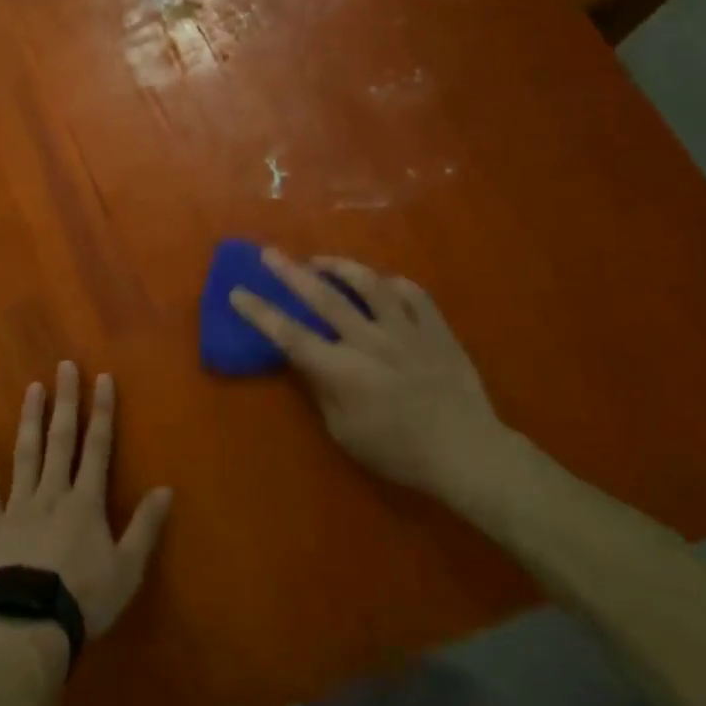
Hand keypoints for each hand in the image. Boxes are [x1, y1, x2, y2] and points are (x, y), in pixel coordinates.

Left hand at [0, 361, 174, 638]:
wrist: (30, 625)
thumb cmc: (84, 598)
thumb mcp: (127, 568)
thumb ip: (145, 526)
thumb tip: (167, 488)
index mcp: (85, 501)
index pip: (98, 447)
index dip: (102, 411)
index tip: (102, 378)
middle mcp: (52, 492)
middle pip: (61, 439)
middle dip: (65, 401)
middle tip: (64, 366)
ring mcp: (18, 505)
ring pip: (26, 453)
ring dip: (30, 419)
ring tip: (32, 388)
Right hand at [228, 250, 512, 498]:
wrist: (467, 453)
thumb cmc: (398, 452)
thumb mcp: (345, 432)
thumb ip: (323, 390)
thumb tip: (306, 360)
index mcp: (342, 370)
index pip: (290, 334)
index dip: (260, 312)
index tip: (237, 292)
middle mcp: (369, 341)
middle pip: (323, 297)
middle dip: (290, 272)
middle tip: (268, 253)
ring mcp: (406, 330)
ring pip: (369, 284)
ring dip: (340, 266)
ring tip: (322, 261)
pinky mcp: (436, 329)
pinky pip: (412, 294)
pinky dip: (392, 284)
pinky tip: (381, 283)